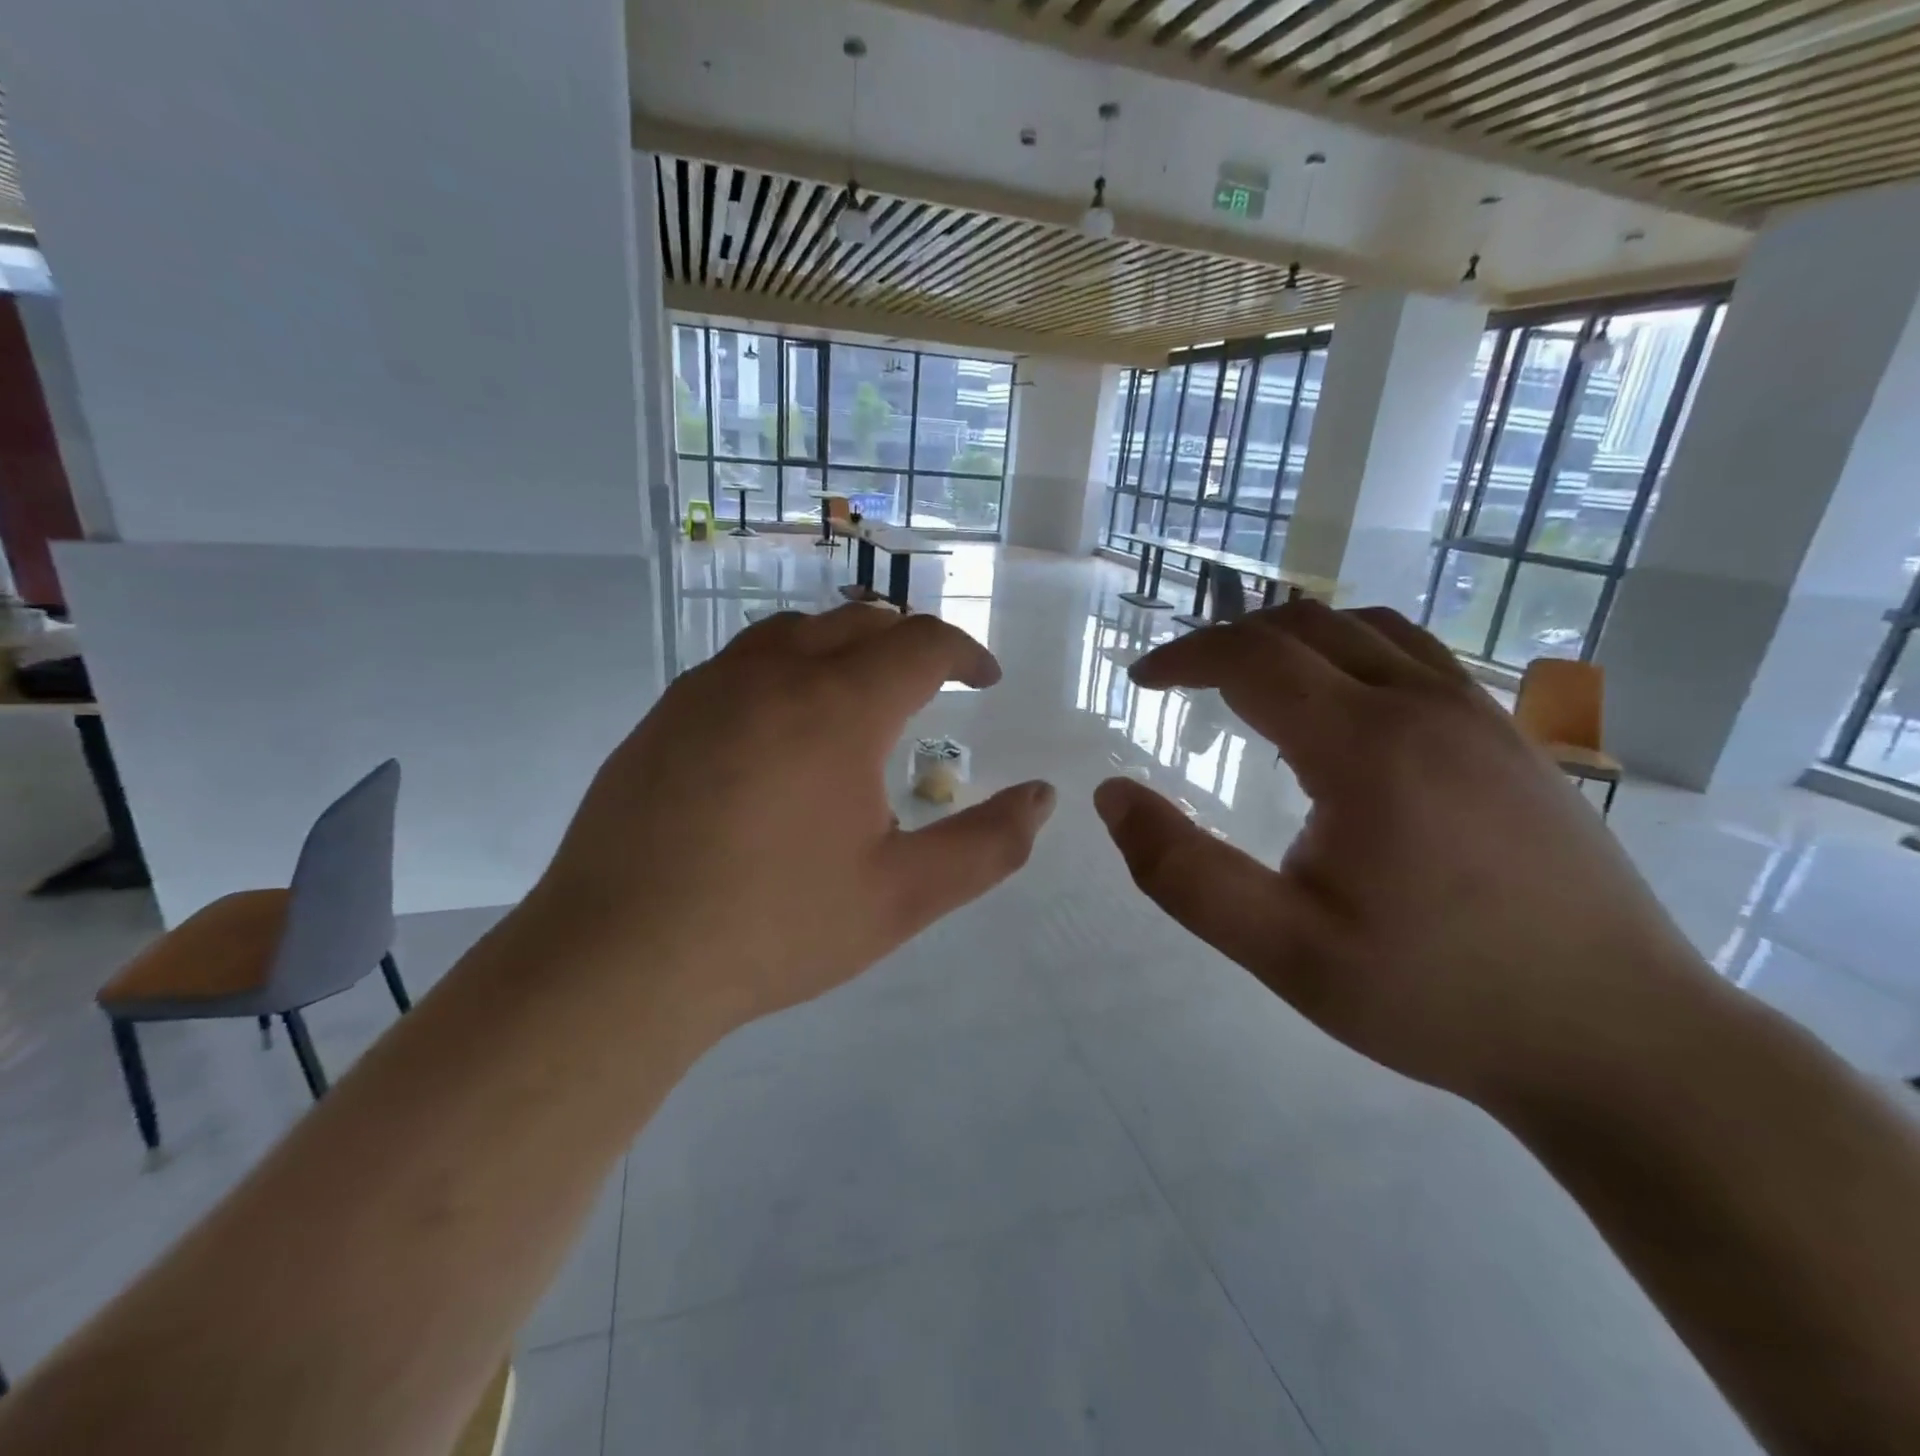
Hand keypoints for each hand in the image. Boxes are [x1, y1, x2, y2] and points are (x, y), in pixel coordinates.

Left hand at [530, 604, 1055, 1045]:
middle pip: (858, 621)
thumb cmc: (775, 926)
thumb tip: (1044, 799)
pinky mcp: (663, 716)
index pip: (922, 644)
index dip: (966, 653)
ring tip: (859, 690)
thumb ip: (987, 846)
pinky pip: (739, 664)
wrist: (620, 959)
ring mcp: (708, 689)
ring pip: (792, 631)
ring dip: (841, 645)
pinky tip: (780, 727)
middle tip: (932, 681)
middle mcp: (773, 674)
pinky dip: (784, 669)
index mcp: (839, 706)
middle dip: (908, 642)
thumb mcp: (902, 896)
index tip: (985, 680)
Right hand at [1093, 601, 1718, 1113]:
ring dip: (1290, 640)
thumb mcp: (1283, 950)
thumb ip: (1183, 872)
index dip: (1185, 657)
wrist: (1621, 1040)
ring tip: (1249, 683)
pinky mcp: (1512, 739)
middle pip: (1306, 625)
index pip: (1253, 657)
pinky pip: (1415, 656)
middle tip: (1182, 683)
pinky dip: (1349, 653)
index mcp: (1368, 747)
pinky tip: (1340, 710)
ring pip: (1366, 629)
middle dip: (1228, 641)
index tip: (1142, 682)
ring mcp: (1481, 715)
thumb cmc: (1436, 996)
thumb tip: (1112, 797)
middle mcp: (1427, 706)